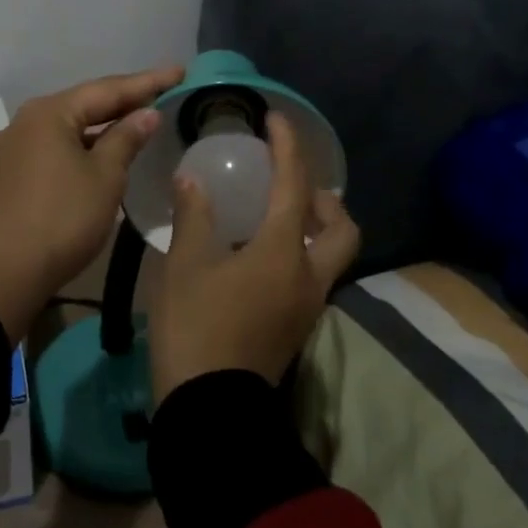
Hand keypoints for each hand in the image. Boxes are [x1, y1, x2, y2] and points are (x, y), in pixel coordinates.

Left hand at [0, 65, 182, 343]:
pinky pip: (54, 148)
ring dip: (102, 125)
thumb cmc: (64, 218)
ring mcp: (12, 149)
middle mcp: (24, 122)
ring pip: (67, 128)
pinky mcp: (8, 175)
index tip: (178, 71)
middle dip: (123, 100)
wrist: (7, 273)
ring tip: (138, 120)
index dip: (146, 82)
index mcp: (48, 113)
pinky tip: (101, 152)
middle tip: (162, 91)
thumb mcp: (105, 176)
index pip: (106, 89)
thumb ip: (126, 138)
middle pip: (83, 105)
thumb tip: (145, 114)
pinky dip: (82, 146)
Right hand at [150, 112, 360, 400]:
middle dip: (325, 200)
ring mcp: (307, 305)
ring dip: (316, 228)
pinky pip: (313, 276)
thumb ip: (194, 216)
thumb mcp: (185, 265)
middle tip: (292, 187)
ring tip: (276, 217)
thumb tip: (192, 179)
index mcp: (282, 252)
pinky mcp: (297, 327)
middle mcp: (307, 275)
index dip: (288, 147)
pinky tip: (261, 254)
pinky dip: (300, 253)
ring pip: (331, 255)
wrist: (209, 407)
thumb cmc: (195, 326)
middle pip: (342, 229)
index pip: (294, 186)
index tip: (276, 120)